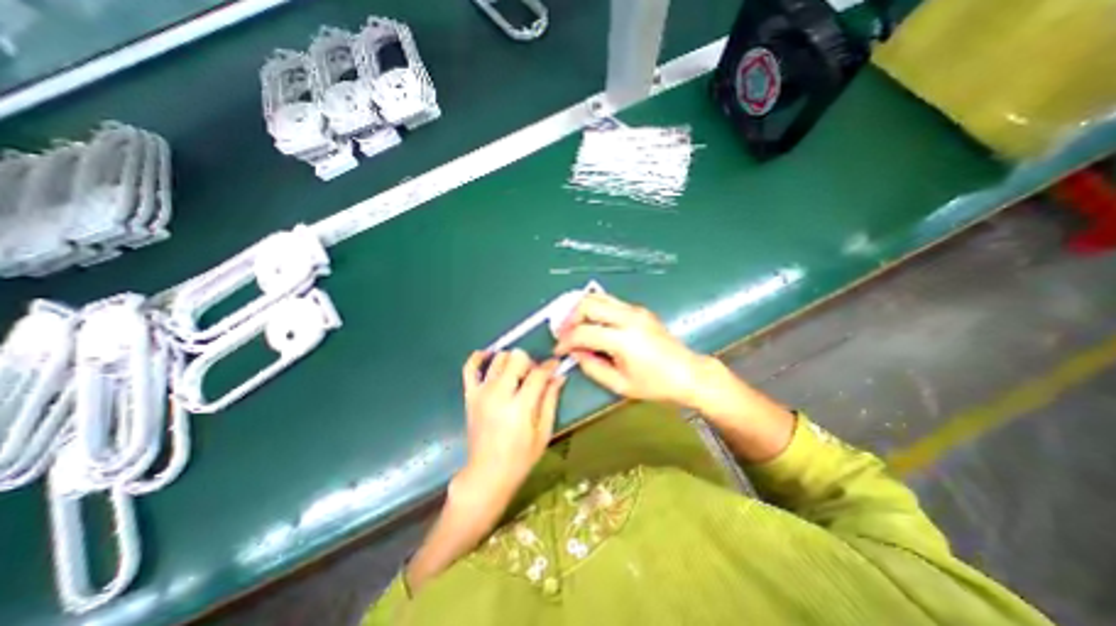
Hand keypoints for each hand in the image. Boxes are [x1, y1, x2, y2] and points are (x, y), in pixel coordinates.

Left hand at [456, 349, 562, 504]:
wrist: (487, 474)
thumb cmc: (520, 457)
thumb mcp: (543, 431)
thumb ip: (550, 400)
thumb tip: (559, 376)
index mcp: (520, 407)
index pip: (537, 373)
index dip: (550, 366)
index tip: (555, 365)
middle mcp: (499, 394)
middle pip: (517, 358)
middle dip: (530, 362)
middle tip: (534, 377)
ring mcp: (481, 393)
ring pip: (498, 358)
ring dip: (511, 361)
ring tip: (517, 375)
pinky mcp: (470, 395)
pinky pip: (469, 368)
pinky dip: (478, 358)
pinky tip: (489, 356)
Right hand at [552, 292, 709, 408]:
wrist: (688, 374)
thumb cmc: (656, 384)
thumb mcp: (619, 384)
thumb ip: (592, 367)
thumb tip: (575, 353)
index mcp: (624, 339)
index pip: (584, 332)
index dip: (566, 341)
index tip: (559, 350)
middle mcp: (628, 317)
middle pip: (588, 304)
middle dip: (570, 317)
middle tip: (564, 333)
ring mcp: (635, 310)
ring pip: (598, 297)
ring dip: (581, 310)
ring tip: (574, 327)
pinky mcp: (639, 310)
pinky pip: (610, 302)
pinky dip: (595, 310)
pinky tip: (592, 325)